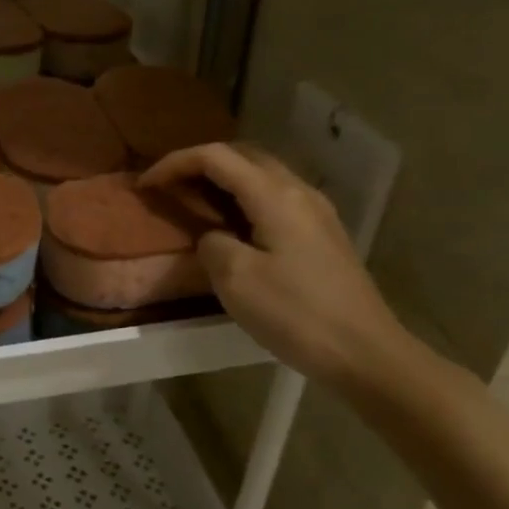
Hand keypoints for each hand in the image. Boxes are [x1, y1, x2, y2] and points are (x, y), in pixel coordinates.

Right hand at [141, 142, 412, 390]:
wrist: (363, 352)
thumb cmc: (295, 313)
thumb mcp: (235, 279)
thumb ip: (212, 244)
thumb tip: (213, 236)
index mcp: (275, 196)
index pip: (216, 158)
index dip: (175, 163)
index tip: (145, 185)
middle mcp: (299, 191)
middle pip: (243, 156)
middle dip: (200, 164)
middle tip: (169, 187)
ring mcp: (316, 212)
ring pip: (262, 176)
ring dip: (224, 180)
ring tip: (193, 203)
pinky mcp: (322, 235)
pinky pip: (275, 199)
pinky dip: (244, 199)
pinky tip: (231, 226)